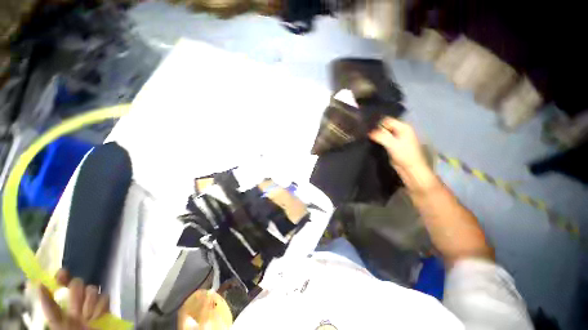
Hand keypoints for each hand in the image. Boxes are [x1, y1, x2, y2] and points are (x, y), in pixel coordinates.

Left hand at [39, 269, 108, 329]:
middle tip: (75, 311)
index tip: (61, 276)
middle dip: (77, 295)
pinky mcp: (106, 302)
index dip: (63, 275)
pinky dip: (100, 308)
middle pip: (78, 282)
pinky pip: (105, 296)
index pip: (63, 279)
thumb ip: (49, 306)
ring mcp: (93, 299)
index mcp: (64, 298)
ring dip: (89, 303)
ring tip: (87, 317)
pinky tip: (96, 317)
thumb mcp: (57, 322)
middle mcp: (77, 296)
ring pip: (92, 289)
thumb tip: (40, 283)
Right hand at [369, 117, 435, 190]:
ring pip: (383, 133)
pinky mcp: (393, 145)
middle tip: (365, 133)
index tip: (366, 128)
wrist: (411, 169)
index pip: (387, 120)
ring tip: (366, 138)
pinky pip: (383, 139)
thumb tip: (369, 132)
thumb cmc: (404, 155)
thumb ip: (381, 136)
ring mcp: (397, 138)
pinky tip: (371, 142)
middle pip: (385, 126)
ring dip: (376, 135)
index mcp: (403, 127)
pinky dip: (378, 140)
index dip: (377, 123)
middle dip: (376, 129)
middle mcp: (400, 130)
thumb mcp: (392, 144)